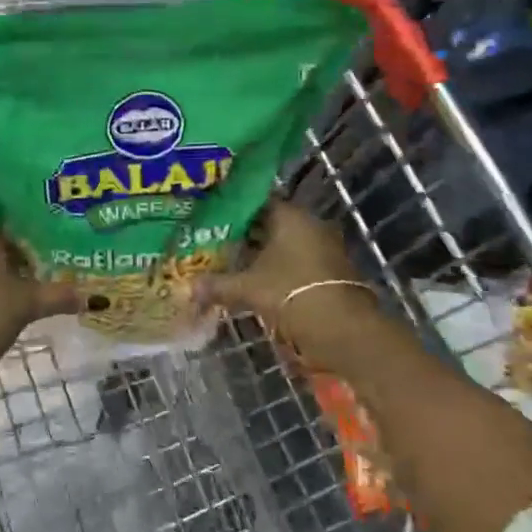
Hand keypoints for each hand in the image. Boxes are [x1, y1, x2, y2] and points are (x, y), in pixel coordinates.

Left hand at [0, 221, 82, 370]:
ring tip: (39, 277)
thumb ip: (60, 296)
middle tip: (53, 255)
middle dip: (23, 247)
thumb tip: (95, 297)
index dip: (30, 221)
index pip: (6, 216)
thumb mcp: (28, 305)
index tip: (54, 229)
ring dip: (8, 267)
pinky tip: (15, 296)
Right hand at [197, 202, 372, 366]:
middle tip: (213, 241)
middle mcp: (309, 225)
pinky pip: (295, 262)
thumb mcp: (248, 289)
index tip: (210, 218)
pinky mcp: (329, 271)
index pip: (256, 202)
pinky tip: (255, 281)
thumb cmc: (292, 293)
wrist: (342, 330)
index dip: (232, 210)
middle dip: (244, 235)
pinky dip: (276, 269)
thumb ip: (218, 285)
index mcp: (290, 216)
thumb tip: (189, 287)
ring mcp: (323, 248)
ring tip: (229, 263)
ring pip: (283, 245)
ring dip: (260, 255)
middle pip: (270, 224)